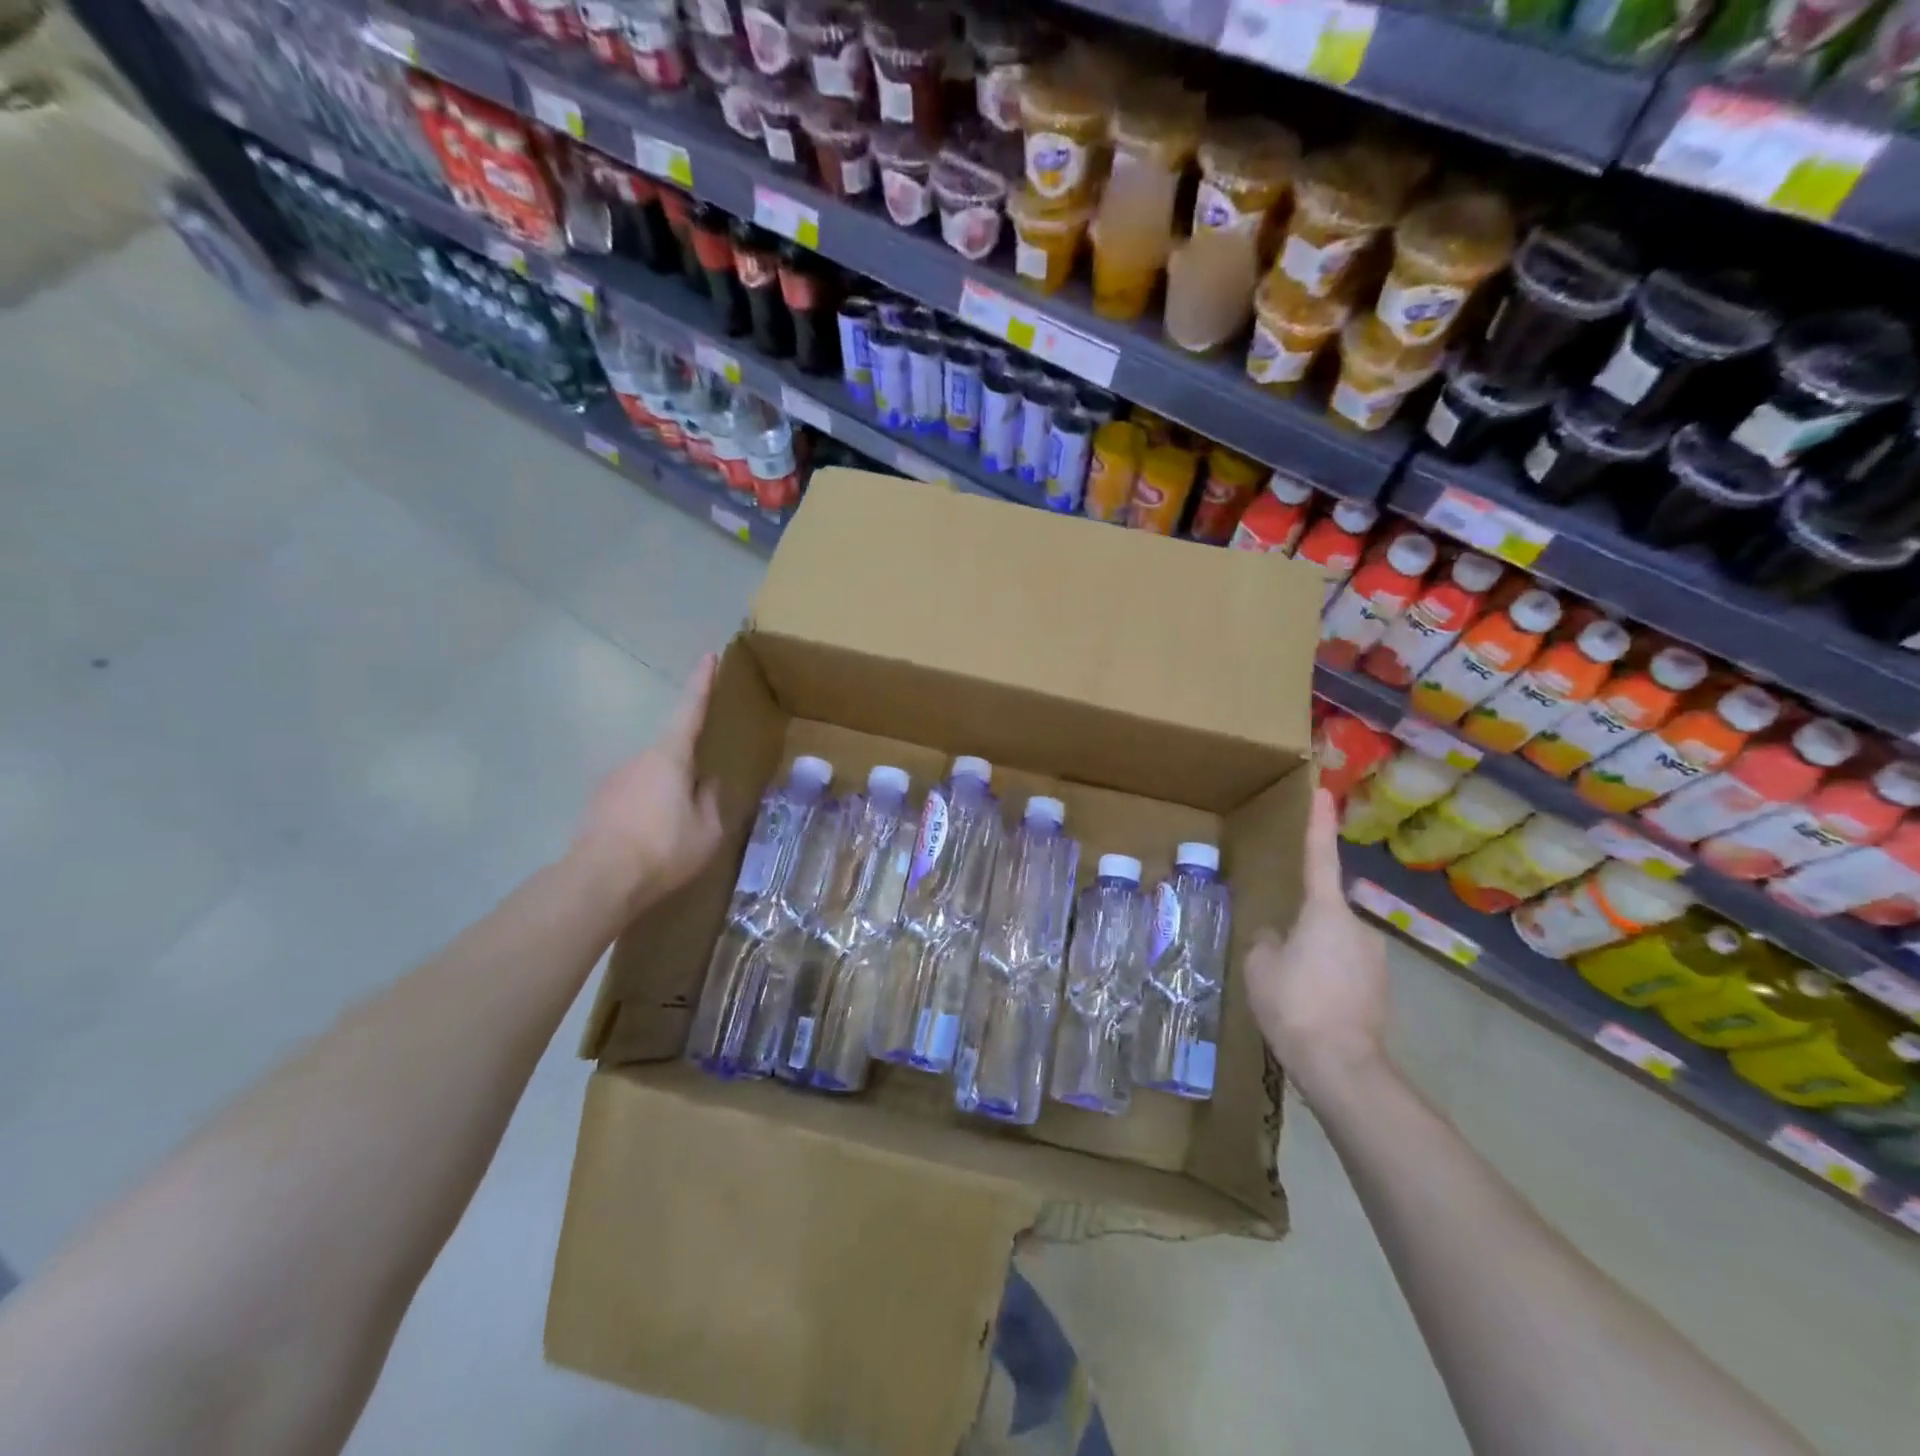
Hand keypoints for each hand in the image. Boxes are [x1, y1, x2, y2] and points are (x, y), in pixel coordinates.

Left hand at [573, 653, 723, 917]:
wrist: (599, 880)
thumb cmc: (664, 849)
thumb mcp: (707, 830)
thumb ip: (711, 800)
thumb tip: (706, 782)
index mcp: (670, 757)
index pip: (690, 710)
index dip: (702, 683)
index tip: (708, 655)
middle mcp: (638, 759)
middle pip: (670, 755)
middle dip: (684, 774)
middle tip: (697, 807)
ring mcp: (612, 780)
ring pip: (649, 780)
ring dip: (662, 798)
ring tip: (671, 836)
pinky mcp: (595, 804)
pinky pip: (630, 800)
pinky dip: (643, 813)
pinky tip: (648, 844)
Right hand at [1243, 787, 1389, 1101]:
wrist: (1342, 1065)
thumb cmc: (1294, 1003)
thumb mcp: (1259, 966)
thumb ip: (1266, 941)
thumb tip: (1278, 937)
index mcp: (1325, 912)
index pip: (1319, 858)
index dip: (1318, 825)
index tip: (1323, 794)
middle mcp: (1358, 927)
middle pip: (1324, 912)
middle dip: (1304, 926)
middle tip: (1279, 956)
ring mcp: (1375, 959)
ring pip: (1335, 944)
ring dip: (1315, 955)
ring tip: (1292, 989)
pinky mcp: (1381, 989)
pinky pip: (1346, 970)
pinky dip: (1328, 978)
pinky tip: (1311, 1005)